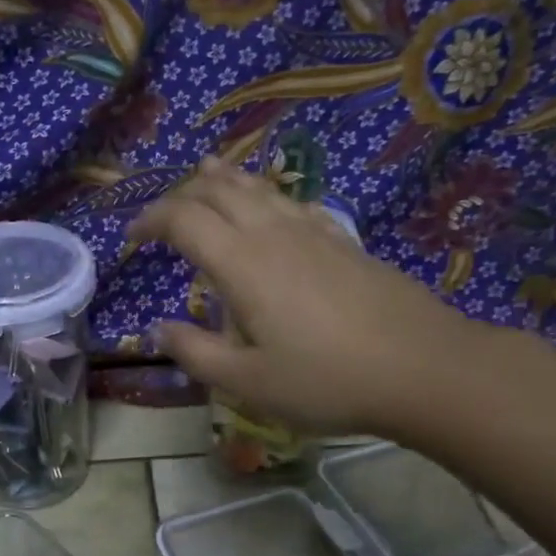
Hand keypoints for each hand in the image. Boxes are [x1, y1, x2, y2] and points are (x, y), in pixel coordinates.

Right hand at [128, 160, 488, 437]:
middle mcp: (273, 233)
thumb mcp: (249, 382)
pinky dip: (266, 194)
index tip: (132, 235)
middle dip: (182, 193)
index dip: (150, 219)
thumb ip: (196, 353)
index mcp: (242, 263)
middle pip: (218, 190)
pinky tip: (271, 205)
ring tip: (205, 172)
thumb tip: (159, 329)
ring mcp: (313, 232)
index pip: (183, 219)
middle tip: (162, 213)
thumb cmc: (327, 380)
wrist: (423, 367)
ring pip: (258, 187)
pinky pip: (291, 202)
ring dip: (224, 180)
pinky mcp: (343, 241)